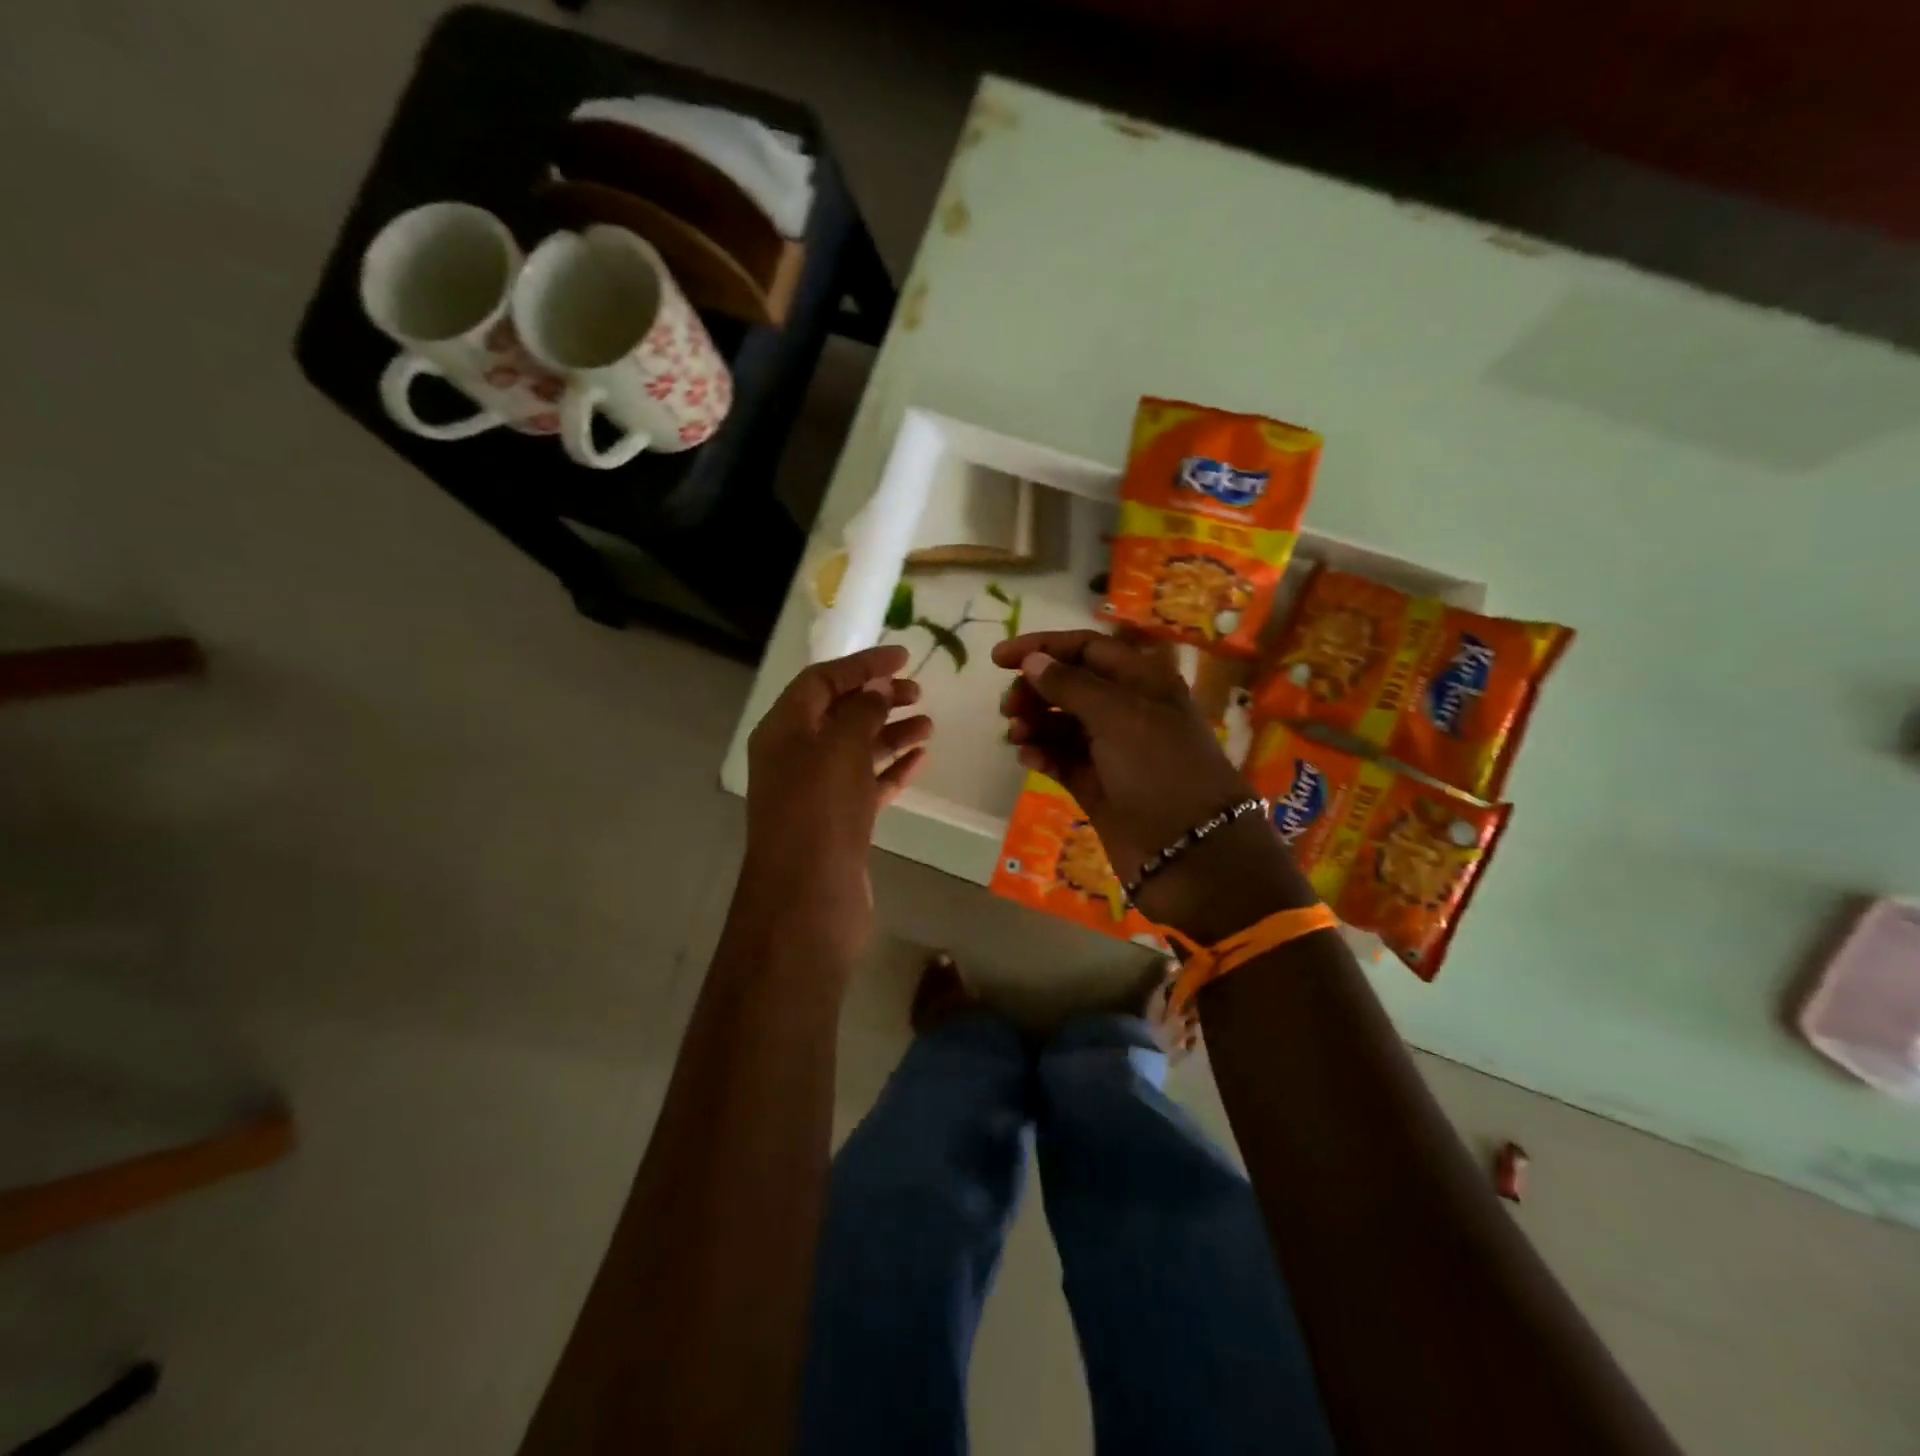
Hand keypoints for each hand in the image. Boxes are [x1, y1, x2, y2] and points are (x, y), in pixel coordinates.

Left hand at [743, 644, 931, 960]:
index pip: (821, 680)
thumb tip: (877, 688)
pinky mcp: (838, 822)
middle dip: (878, 698)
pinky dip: (892, 769)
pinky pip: (867, 784)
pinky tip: (921, 759)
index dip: (861, 664)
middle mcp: (796, 756)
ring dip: (891, 733)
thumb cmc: (819, 812)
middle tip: (919, 691)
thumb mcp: (839, 748)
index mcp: (784, 730)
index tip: (904, 656)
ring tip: (929, 725)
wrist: (808, 899)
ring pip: (857, 750)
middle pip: (839, 713)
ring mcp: (817, 792)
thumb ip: (860, 710)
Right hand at [990, 630, 1312, 939]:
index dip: (1043, 647)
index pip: (1087, 649)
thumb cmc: (1160, 770)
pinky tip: (1029, 759)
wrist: (1191, 852)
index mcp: (1142, 681)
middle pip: (1070, 685)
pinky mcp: (1098, 785)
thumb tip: (1033, 661)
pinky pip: (1062, 759)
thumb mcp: (1118, 716)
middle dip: (1035, 690)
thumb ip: (1071, 685)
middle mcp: (1128, 710)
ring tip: (1016, 735)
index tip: (999, 659)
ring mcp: (1112, 750)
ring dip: (1035, 723)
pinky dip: (1043, 754)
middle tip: (1008, 707)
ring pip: (1062, 723)